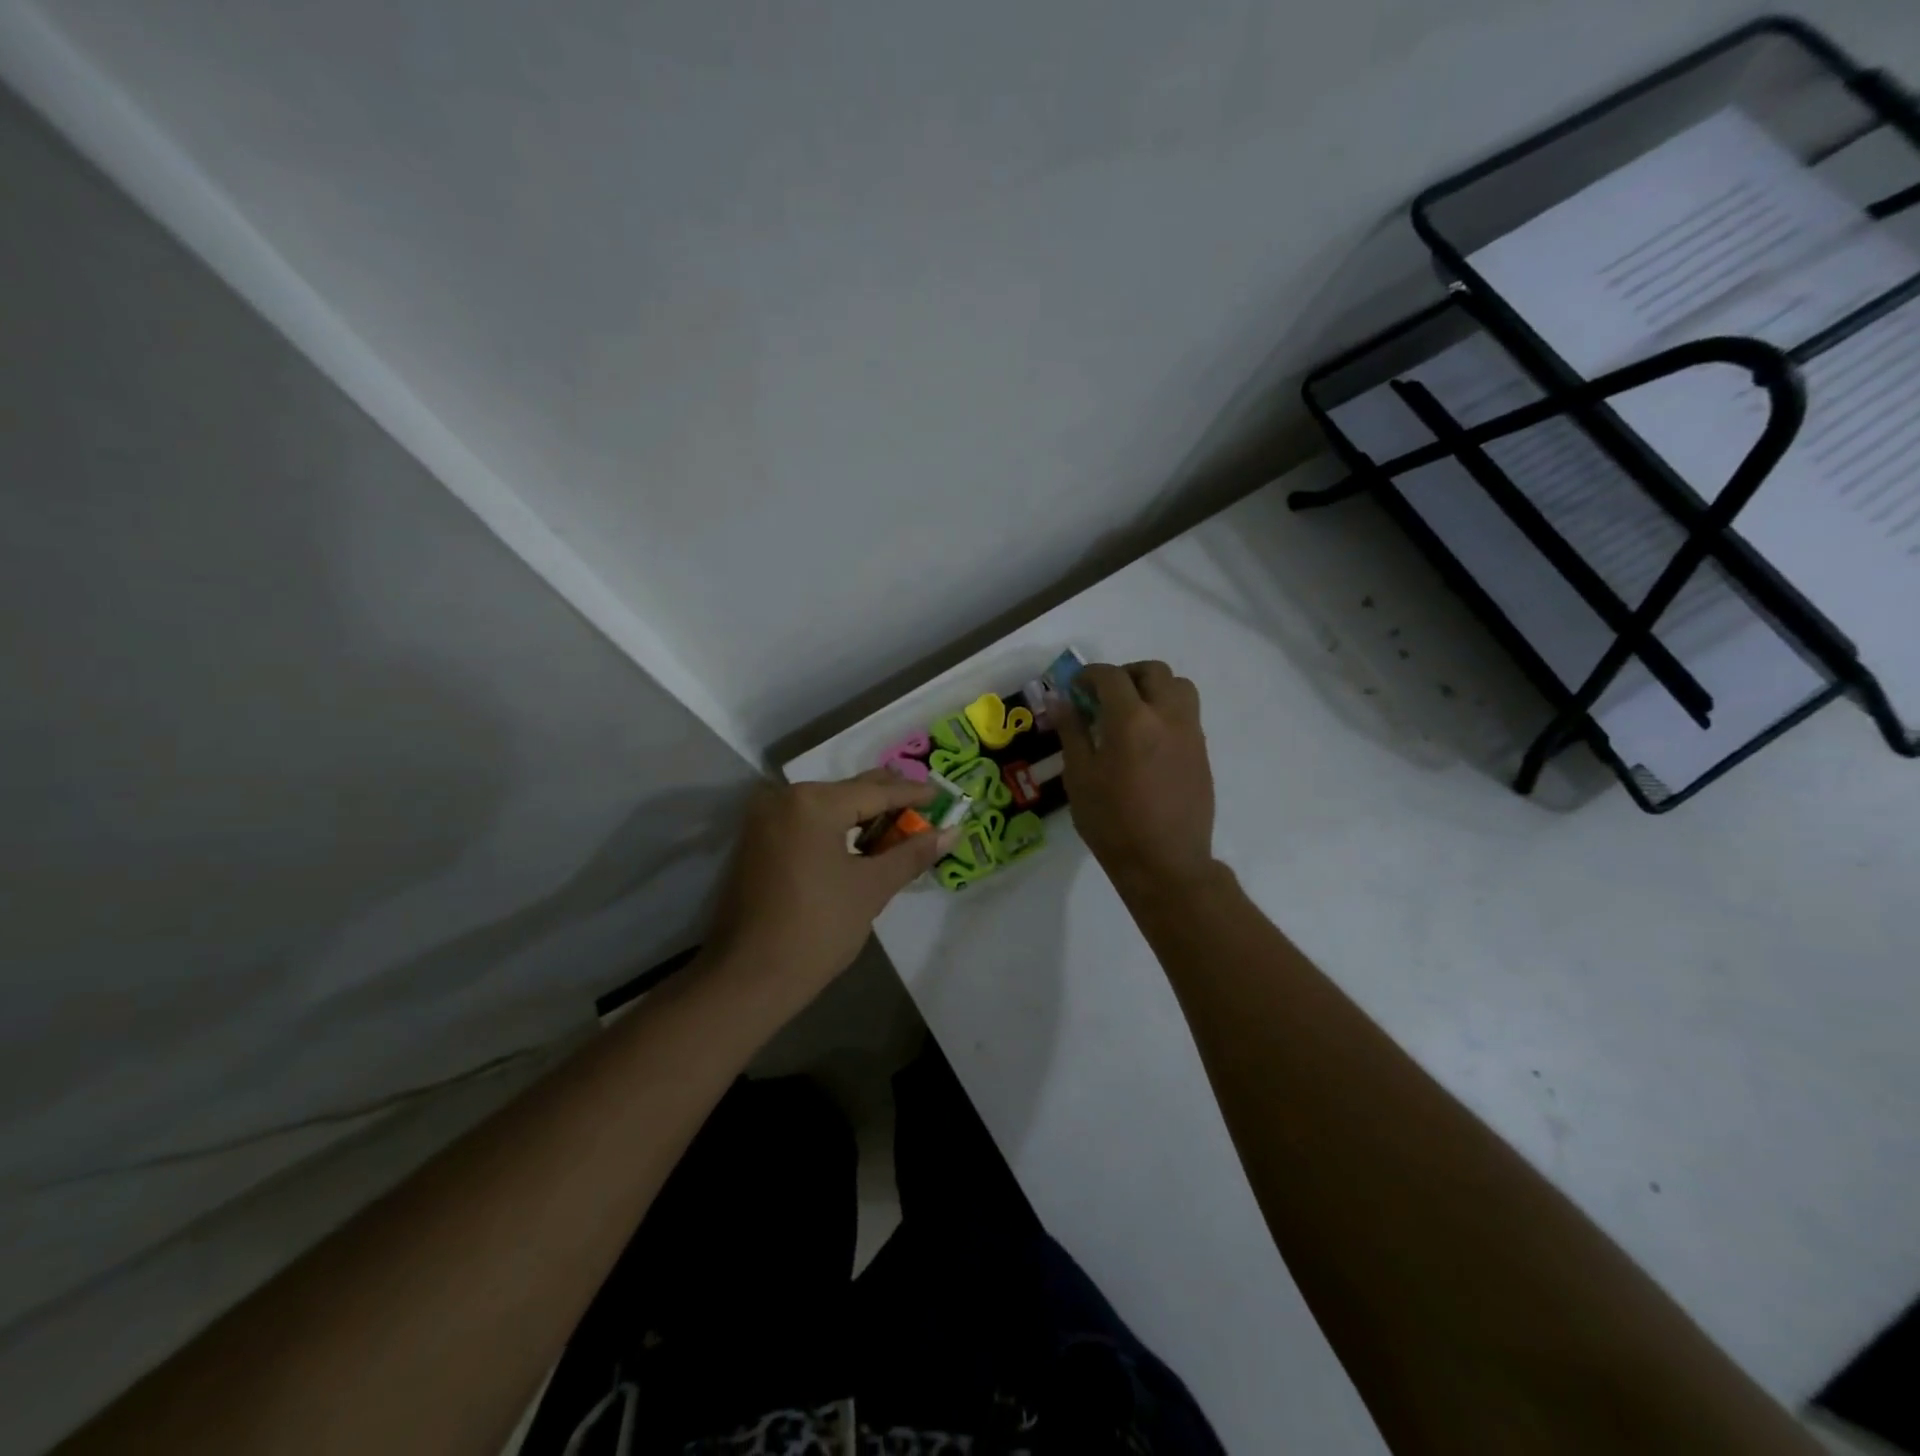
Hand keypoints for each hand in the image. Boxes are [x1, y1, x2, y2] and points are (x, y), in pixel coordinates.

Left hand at [702, 770, 954, 1006]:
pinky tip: (863, 842)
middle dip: (889, 800)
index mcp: (812, 802)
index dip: (913, 794)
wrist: (749, 978)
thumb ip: (911, 853)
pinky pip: (807, 822)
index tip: (944, 796)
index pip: (876, 791)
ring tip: (901, 827)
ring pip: (827, 806)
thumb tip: (952, 832)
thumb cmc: (817, 929)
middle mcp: (784, 798)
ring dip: (863, 815)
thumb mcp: (871, 888)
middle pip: (849, 791)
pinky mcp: (756, 841)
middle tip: (927, 809)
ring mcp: (765, 819)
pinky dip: (837, 828)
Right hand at [1058, 661, 1218, 895]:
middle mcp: (1167, 717)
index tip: (1075, 688)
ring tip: (1131, 711)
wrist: (1165, 863)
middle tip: (1104, 695)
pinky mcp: (1202, 752)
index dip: (1089, 675)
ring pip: (1179, 687)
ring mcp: (1191, 733)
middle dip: (1125, 674)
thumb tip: (1060, 701)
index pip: (1111, 677)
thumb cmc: (1112, 823)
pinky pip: (1187, 714)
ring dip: (1153, 687)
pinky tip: (1147, 740)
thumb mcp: (1079, 777)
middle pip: (1153, 671)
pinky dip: (1166, 710)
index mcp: (1132, 720)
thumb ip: (1072, 732)